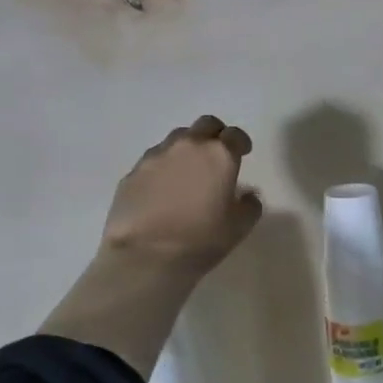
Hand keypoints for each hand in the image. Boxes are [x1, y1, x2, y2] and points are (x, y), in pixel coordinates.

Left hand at [99, 114, 263, 280]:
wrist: (144, 257)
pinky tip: (163, 190)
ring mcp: (155, 156)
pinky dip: (164, 167)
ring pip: (177, 139)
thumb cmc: (200, 240)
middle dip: (215, 135)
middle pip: (205, 125)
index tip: (243, 153)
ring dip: (187, 148)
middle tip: (217, 156)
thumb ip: (250, 204)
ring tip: (188, 172)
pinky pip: (154, 160)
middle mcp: (187, 146)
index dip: (241, 143)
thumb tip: (246, 195)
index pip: (235, 135)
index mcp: (219, 155)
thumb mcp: (240, 227)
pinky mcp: (132, 172)